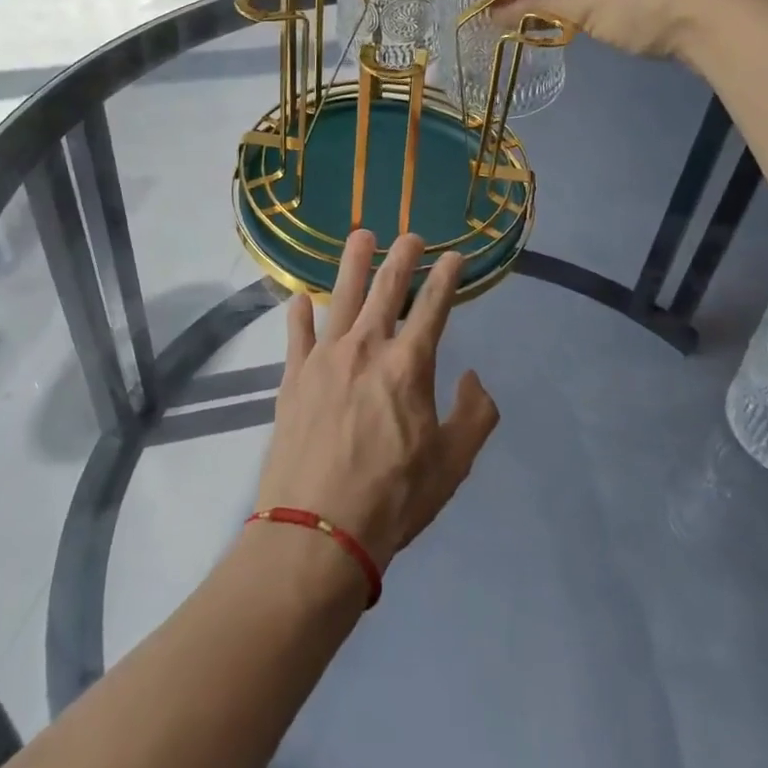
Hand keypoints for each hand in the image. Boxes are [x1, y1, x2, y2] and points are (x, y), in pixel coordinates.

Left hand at [255, 231, 499, 573]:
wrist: (317, 532)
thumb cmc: (393, 498)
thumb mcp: (453, 463)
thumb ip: (475, 415)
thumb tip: (473, 378)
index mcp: (409, 364)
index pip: (434, 306)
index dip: (447, 276)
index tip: (454, 255)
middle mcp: (366, 348)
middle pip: (386, 289)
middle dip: (402, 258)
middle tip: (411, 235)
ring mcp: (324, 359)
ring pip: (340, 297)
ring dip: (353, 264)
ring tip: (361, 237)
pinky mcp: (292, 379)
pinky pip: (296, 335)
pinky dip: (298, 314)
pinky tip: (298, 298)